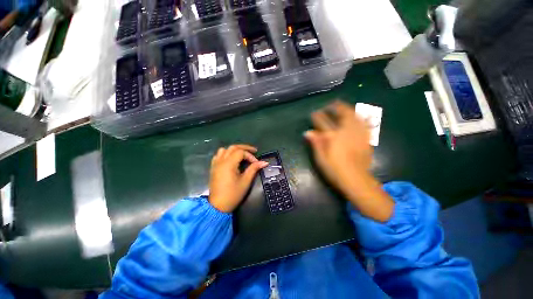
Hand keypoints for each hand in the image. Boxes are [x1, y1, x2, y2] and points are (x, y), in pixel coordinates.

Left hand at [209, 145, 267, 212]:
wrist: (218, 206)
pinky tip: (231, 159)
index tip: (256, 163)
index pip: (241, 152)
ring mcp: (215, 164)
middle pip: (233, 147)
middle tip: (253, 151)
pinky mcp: (213, 168)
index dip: (250, 155)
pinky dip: (226, 154)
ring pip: (224, 150)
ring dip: (234, 150)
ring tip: (242, 154)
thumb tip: (264, 162)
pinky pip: (218, 155)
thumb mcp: (246, 181)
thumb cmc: (233, 194)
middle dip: (244, 148)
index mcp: (229, 164)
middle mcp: (221, 161)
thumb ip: (254, 169)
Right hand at [305, 101, 393, 221]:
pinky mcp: (366, 138)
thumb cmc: (334, 169)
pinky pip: (364, 123)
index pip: (323, 122)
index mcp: (333, 137)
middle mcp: (346, 132)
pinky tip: (357, 116)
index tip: (314, 113)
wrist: (355, 179)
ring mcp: (358, 134)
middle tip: (331, 104)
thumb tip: (308, 132)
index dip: (317, 116)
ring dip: (348, 109)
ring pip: (354, 116)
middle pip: (342, 114)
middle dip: (336, 107)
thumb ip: (315, 143)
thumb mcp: (320, 158)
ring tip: (343, 106)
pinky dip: (359, 116)